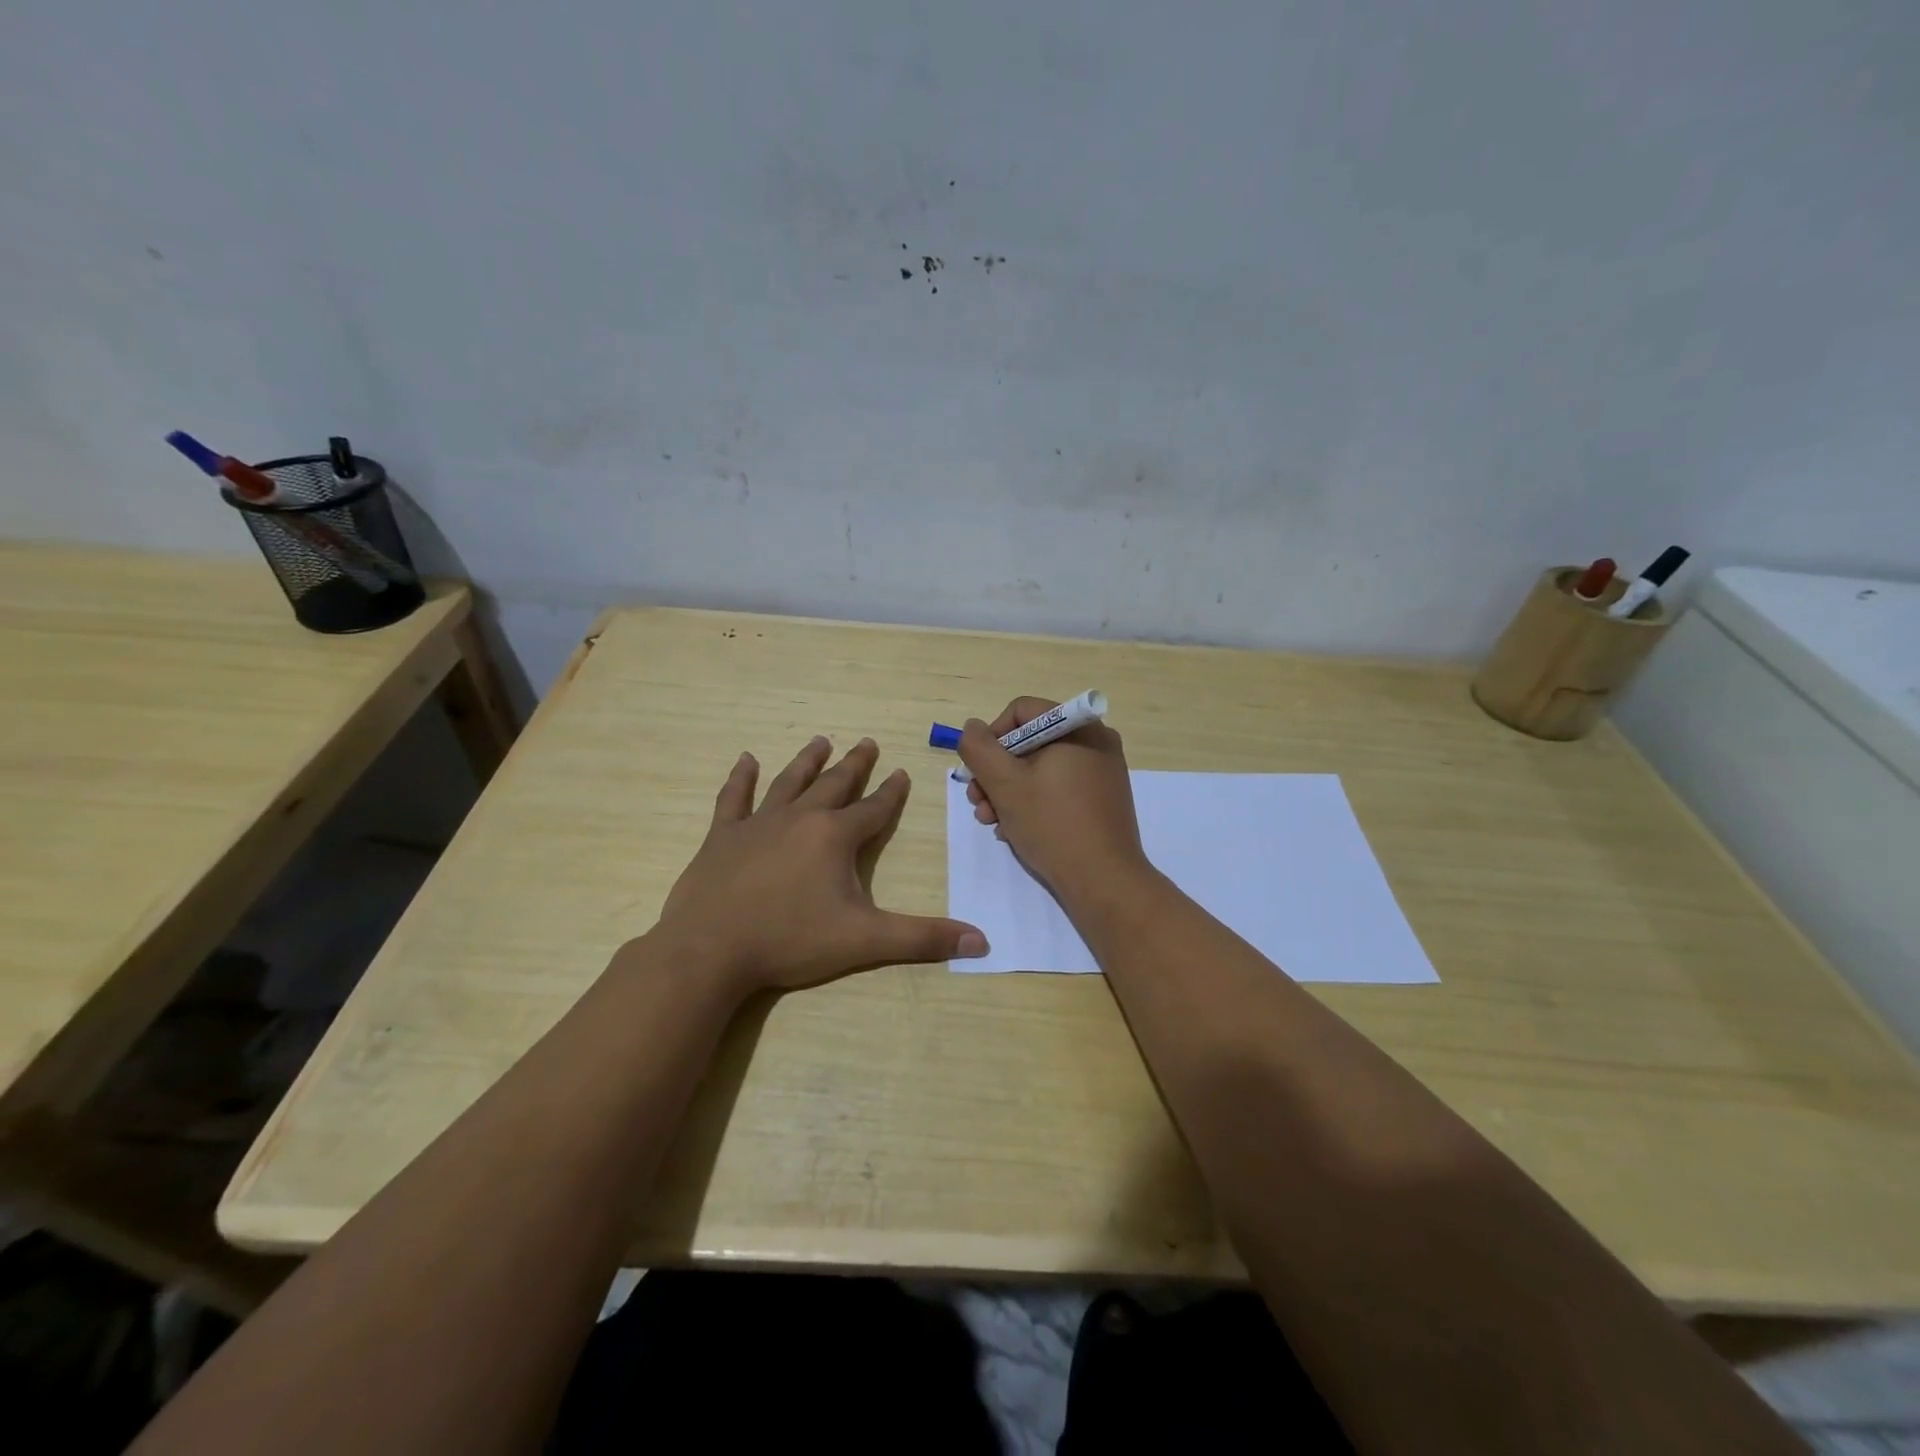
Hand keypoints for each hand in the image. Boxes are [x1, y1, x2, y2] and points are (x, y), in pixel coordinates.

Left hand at [655, 736, 987, 993]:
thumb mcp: (865, 941)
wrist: (710, 950)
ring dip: (806, 761)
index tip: (902, 772)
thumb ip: (922, 939)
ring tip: (820, 741)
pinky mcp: (722, 837)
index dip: (892, 792)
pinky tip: (745, 760)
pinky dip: (740, 778)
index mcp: (835, 837)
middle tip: (867, 742)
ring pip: (788, 782)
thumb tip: (982, 942)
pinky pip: (733, 799)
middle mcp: (800, 819)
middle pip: (834, 784)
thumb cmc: (790, 941)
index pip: (874, 809)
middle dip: (854, 765)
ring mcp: (757, 824)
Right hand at [958, 697, 1150, 905]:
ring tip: (992, 822)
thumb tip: (973, 728)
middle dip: (996, 772)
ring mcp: (1102, 771)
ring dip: (1008, 792)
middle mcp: (1095, 741)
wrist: (1103, 880)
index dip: (991, 738)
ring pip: (1041, 768)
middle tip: (978, 803)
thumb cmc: (1052, 824)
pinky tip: (1015, 830)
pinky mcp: (1103, 799)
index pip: (1021, 711)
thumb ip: (979, 748)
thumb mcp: (1004, 784)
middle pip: (1029, 742)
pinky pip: (1059, 787)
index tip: (978, 772)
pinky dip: (1033, 802)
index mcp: (1077, 727)